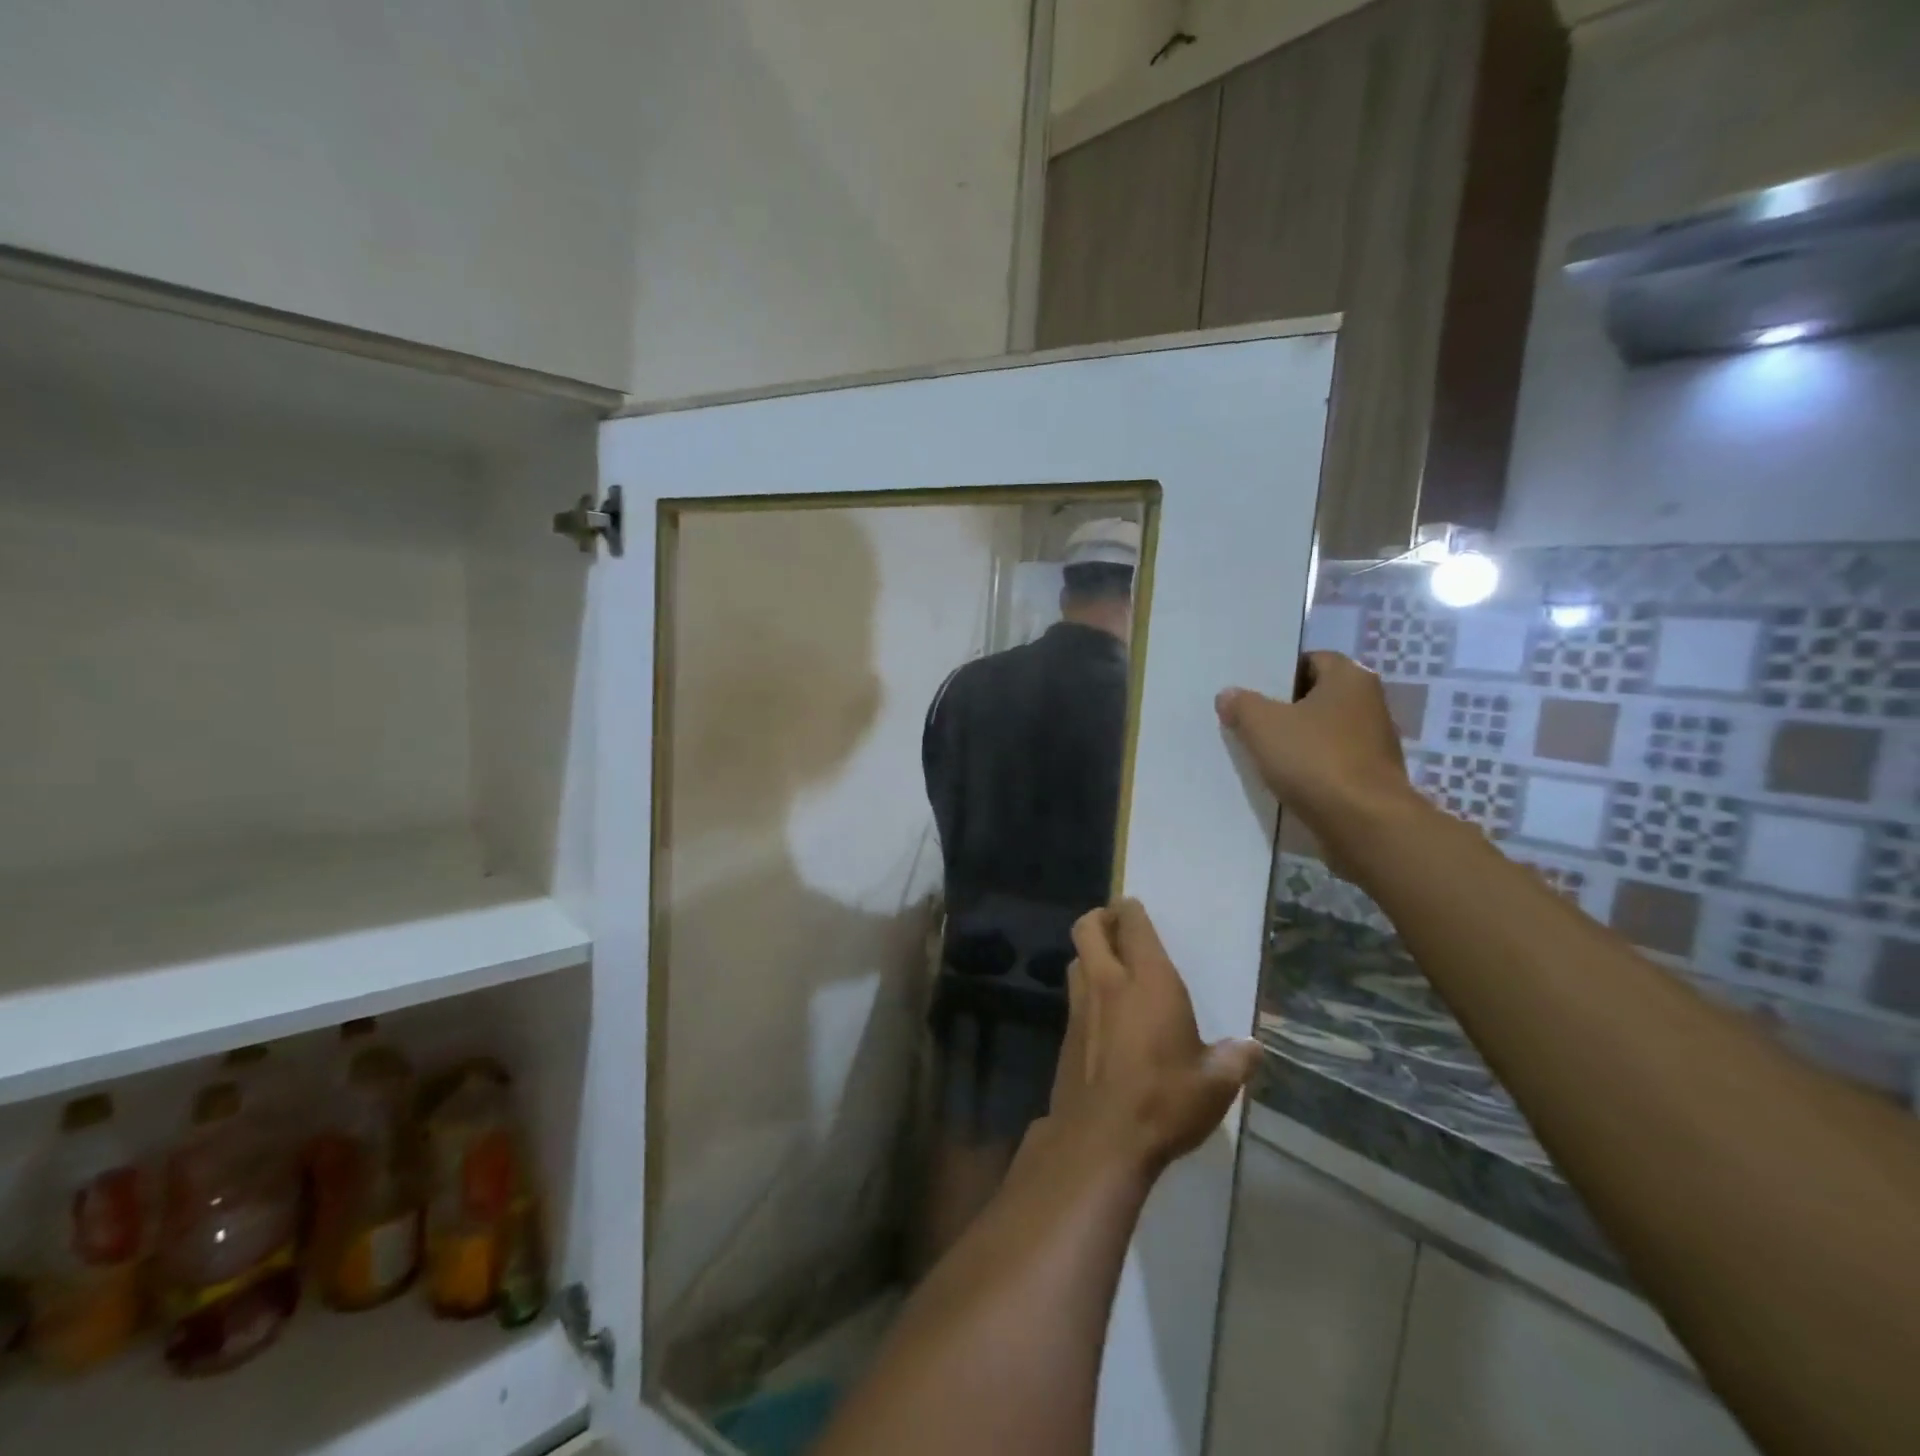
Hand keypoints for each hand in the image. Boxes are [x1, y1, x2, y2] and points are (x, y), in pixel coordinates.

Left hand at [1046, 900, 1261, 1179]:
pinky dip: (1085, 989)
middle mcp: (1108, 982)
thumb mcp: (1214, 1085)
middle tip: (1117, 927)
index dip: (1130, 909)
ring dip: (1090, 953)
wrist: (1100, 1139)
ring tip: (1111, 967)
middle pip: (1089, 928)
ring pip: (1076, 958)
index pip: (1132, 923)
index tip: (1135, 908)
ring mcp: (1080, 1006)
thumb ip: (1235, 1060)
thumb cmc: (1163, 1101)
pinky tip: (1103, 1014)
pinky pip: (1073, 994)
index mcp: (1147, 980)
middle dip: (1101, 919)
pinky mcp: (1066, 1033)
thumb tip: (1252, 1048)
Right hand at [1215, 652, 1415, 842]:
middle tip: (1250, 720)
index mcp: (1350, 678)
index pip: (1312, 660)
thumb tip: (1229, 695)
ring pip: (1325, 731)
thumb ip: (1242, 705)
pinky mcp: (1372, 777)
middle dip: (1286, 707)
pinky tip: (1286, 779)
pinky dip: (1311, 767)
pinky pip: (1333, 762)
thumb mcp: (1262, 725)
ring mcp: (1375, 743)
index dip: (1281, 672)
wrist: (1364, 823)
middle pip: (1318, 696)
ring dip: (1298, 740)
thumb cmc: (1314, 759)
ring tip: (1262, 752)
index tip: (1254, 691)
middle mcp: (1370, 703)